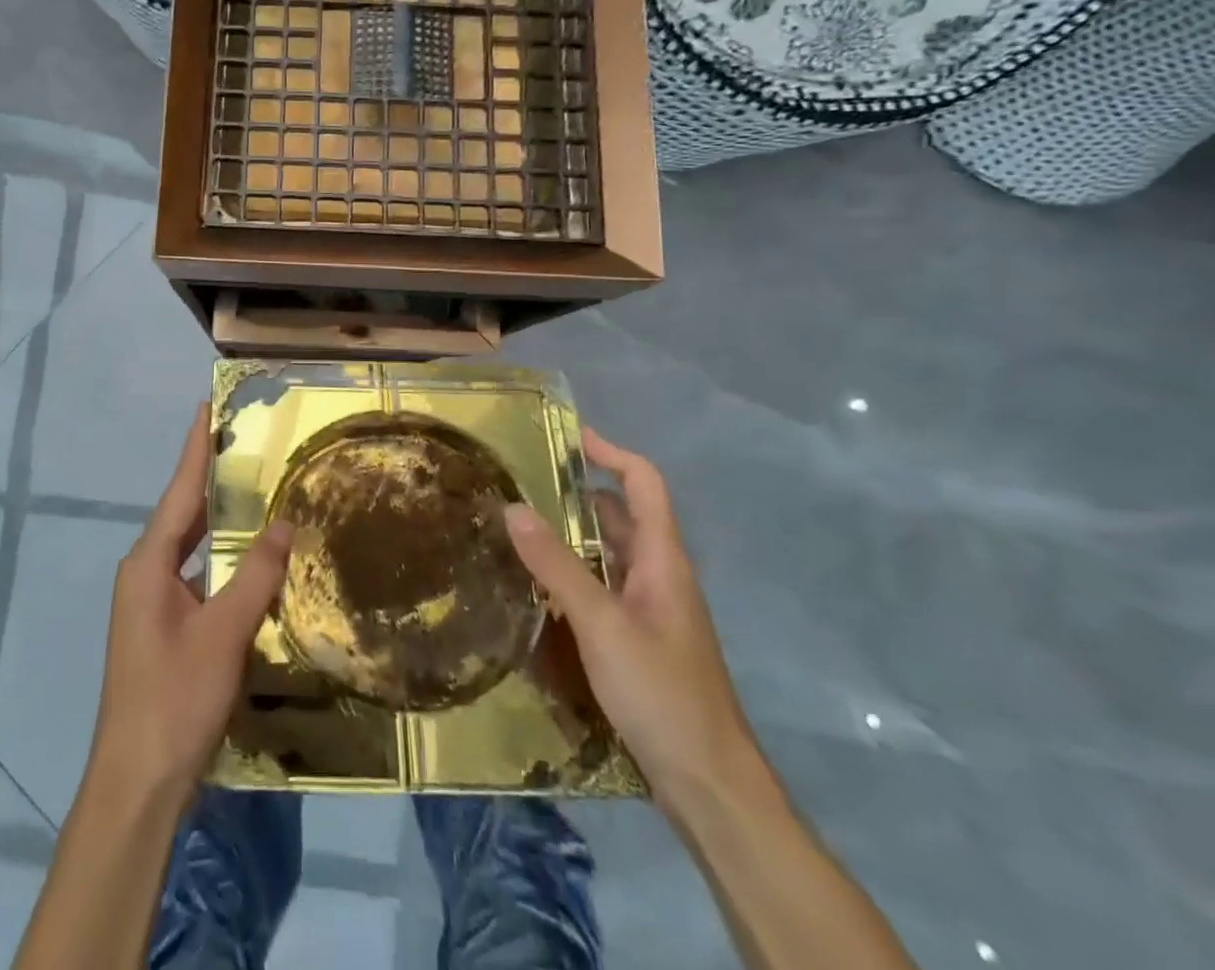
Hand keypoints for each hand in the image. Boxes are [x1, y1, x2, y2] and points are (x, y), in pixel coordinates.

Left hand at [87, 404, 293, 805]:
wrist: (138, 782)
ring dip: (218, 520)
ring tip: (253, 488)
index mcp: (148, 563)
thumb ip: (255, 575)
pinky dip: (220, 560)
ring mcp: (151, 602)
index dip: (196, 448)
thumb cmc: (175, 698)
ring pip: (190, 546)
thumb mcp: (223, 633)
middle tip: (245, 442)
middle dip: (211, 477)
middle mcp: (145, 573)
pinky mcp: (164, 627)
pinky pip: (196, 576)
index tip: (206, 407)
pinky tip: (248, 559)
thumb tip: (284, 523)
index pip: (179, 490)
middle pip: (182, 513)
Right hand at [505, 427, 758, 811]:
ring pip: (609, 556)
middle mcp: (660, 576)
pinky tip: (538, 588)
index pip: (644, 484)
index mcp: (663, 560)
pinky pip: (603, 589)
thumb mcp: (600, 623)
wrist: (710, 785)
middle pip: (622, 517)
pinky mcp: (640, 641)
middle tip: (523, 485)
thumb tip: (513, 507)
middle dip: (578, 495)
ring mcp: (652, 611)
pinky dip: (573, 575)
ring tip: (518, 529)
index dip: (610, 453)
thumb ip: (556, 565)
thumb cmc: (662, 693)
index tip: (568, 438)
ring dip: (572, 537)